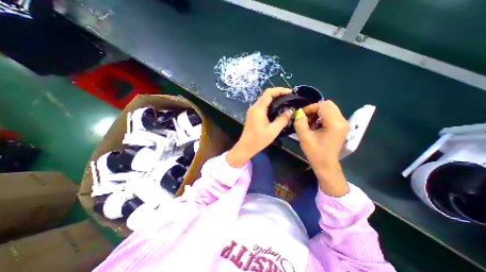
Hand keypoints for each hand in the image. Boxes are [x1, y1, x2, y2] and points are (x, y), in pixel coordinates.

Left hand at [227, 88, 291, 166]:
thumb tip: (290, 110)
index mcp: (258, 109)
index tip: (290, 92)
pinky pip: (262, 105)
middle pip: (266, 95)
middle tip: (290, 97)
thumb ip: (282, 119)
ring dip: (274, 98)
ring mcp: (252, 111)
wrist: (245, 147)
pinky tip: (277, 108)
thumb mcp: (273, 131)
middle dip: (278, 93)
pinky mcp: (253, 115)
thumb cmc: (258, 140)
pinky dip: (271, 104)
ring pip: (264, 100)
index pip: (268, 93)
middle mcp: (254, 107)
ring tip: (286, 101)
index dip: (279, 90)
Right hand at [292, 101, 349, 195]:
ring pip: (329, 110)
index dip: (310, 108)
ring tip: (309, 123)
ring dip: (317, 113)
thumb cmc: (315, 152)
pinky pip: (330, 115)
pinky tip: (314, 126)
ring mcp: (343, 124)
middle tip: (305, 117)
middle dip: (314, 109)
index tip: (300, 115)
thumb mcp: (304, 137)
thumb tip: (299, 113)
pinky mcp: (340, 127)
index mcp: (335, 123)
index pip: (323, 105)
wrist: (326, 165)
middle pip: (328, 105)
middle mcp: (342, 121)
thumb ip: (300, 122)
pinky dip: (321, 117)